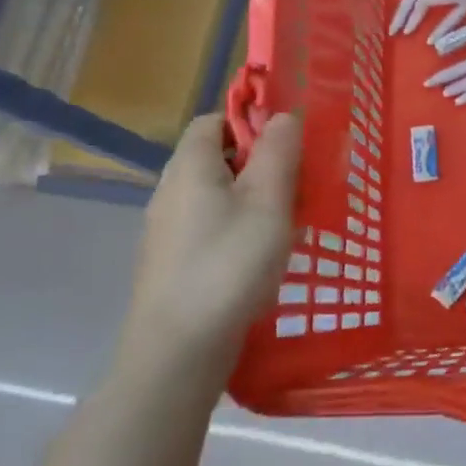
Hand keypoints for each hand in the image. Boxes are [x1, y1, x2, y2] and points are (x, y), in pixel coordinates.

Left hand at [119, 113, 301, 379]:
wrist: (179, 349)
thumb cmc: (229, 264)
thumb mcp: (268, 202)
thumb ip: (279, 152)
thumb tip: (283, 116)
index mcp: (190, 166)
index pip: (214, 121)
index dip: (252, 122)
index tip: (289, 146)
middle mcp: (170, 191)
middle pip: (217, 159)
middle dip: (261, 166)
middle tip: (298, 188)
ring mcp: (167, 230)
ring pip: (217, 196)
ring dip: (254, 201)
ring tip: (287, 226)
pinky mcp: (172, 263)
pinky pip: (211, 228)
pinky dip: (239, 230)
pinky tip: (262, 259)